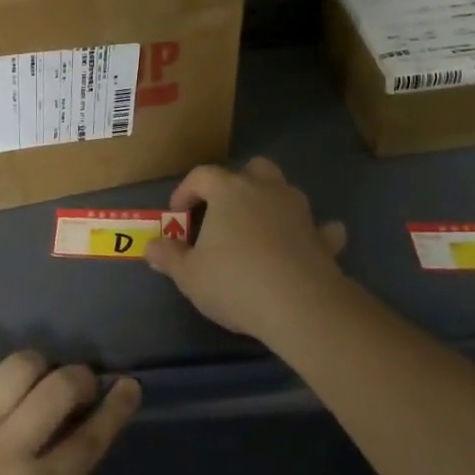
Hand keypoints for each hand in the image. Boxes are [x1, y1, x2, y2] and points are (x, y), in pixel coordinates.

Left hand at [0, 349, 140, 474]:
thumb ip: (58, 469)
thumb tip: (76, 421)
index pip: (89, 439)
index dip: (116, 408)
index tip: (129, 386)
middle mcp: (5, 451)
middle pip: (58, 388)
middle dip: (79, 378)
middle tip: (78, 388)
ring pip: (17, 366)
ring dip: (38, 366)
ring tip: (36, 379)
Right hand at [145, 157, 348, 342]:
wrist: (300, 305)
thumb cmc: (235, 283)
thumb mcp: (189, 275)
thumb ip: (169, 257)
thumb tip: (151, 246)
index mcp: (229, 191)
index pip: (202, 175)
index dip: (186, 190)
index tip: (177, 214)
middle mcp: (266, 190)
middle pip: (252, 169)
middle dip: (237, 183)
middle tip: (223, 211)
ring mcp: (299, 211)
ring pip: (285, 190)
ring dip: (272, 202)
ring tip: (259, 228)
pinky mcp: (323, 237)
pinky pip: (319, 227)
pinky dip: (312, 232)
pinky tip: (306, 244)